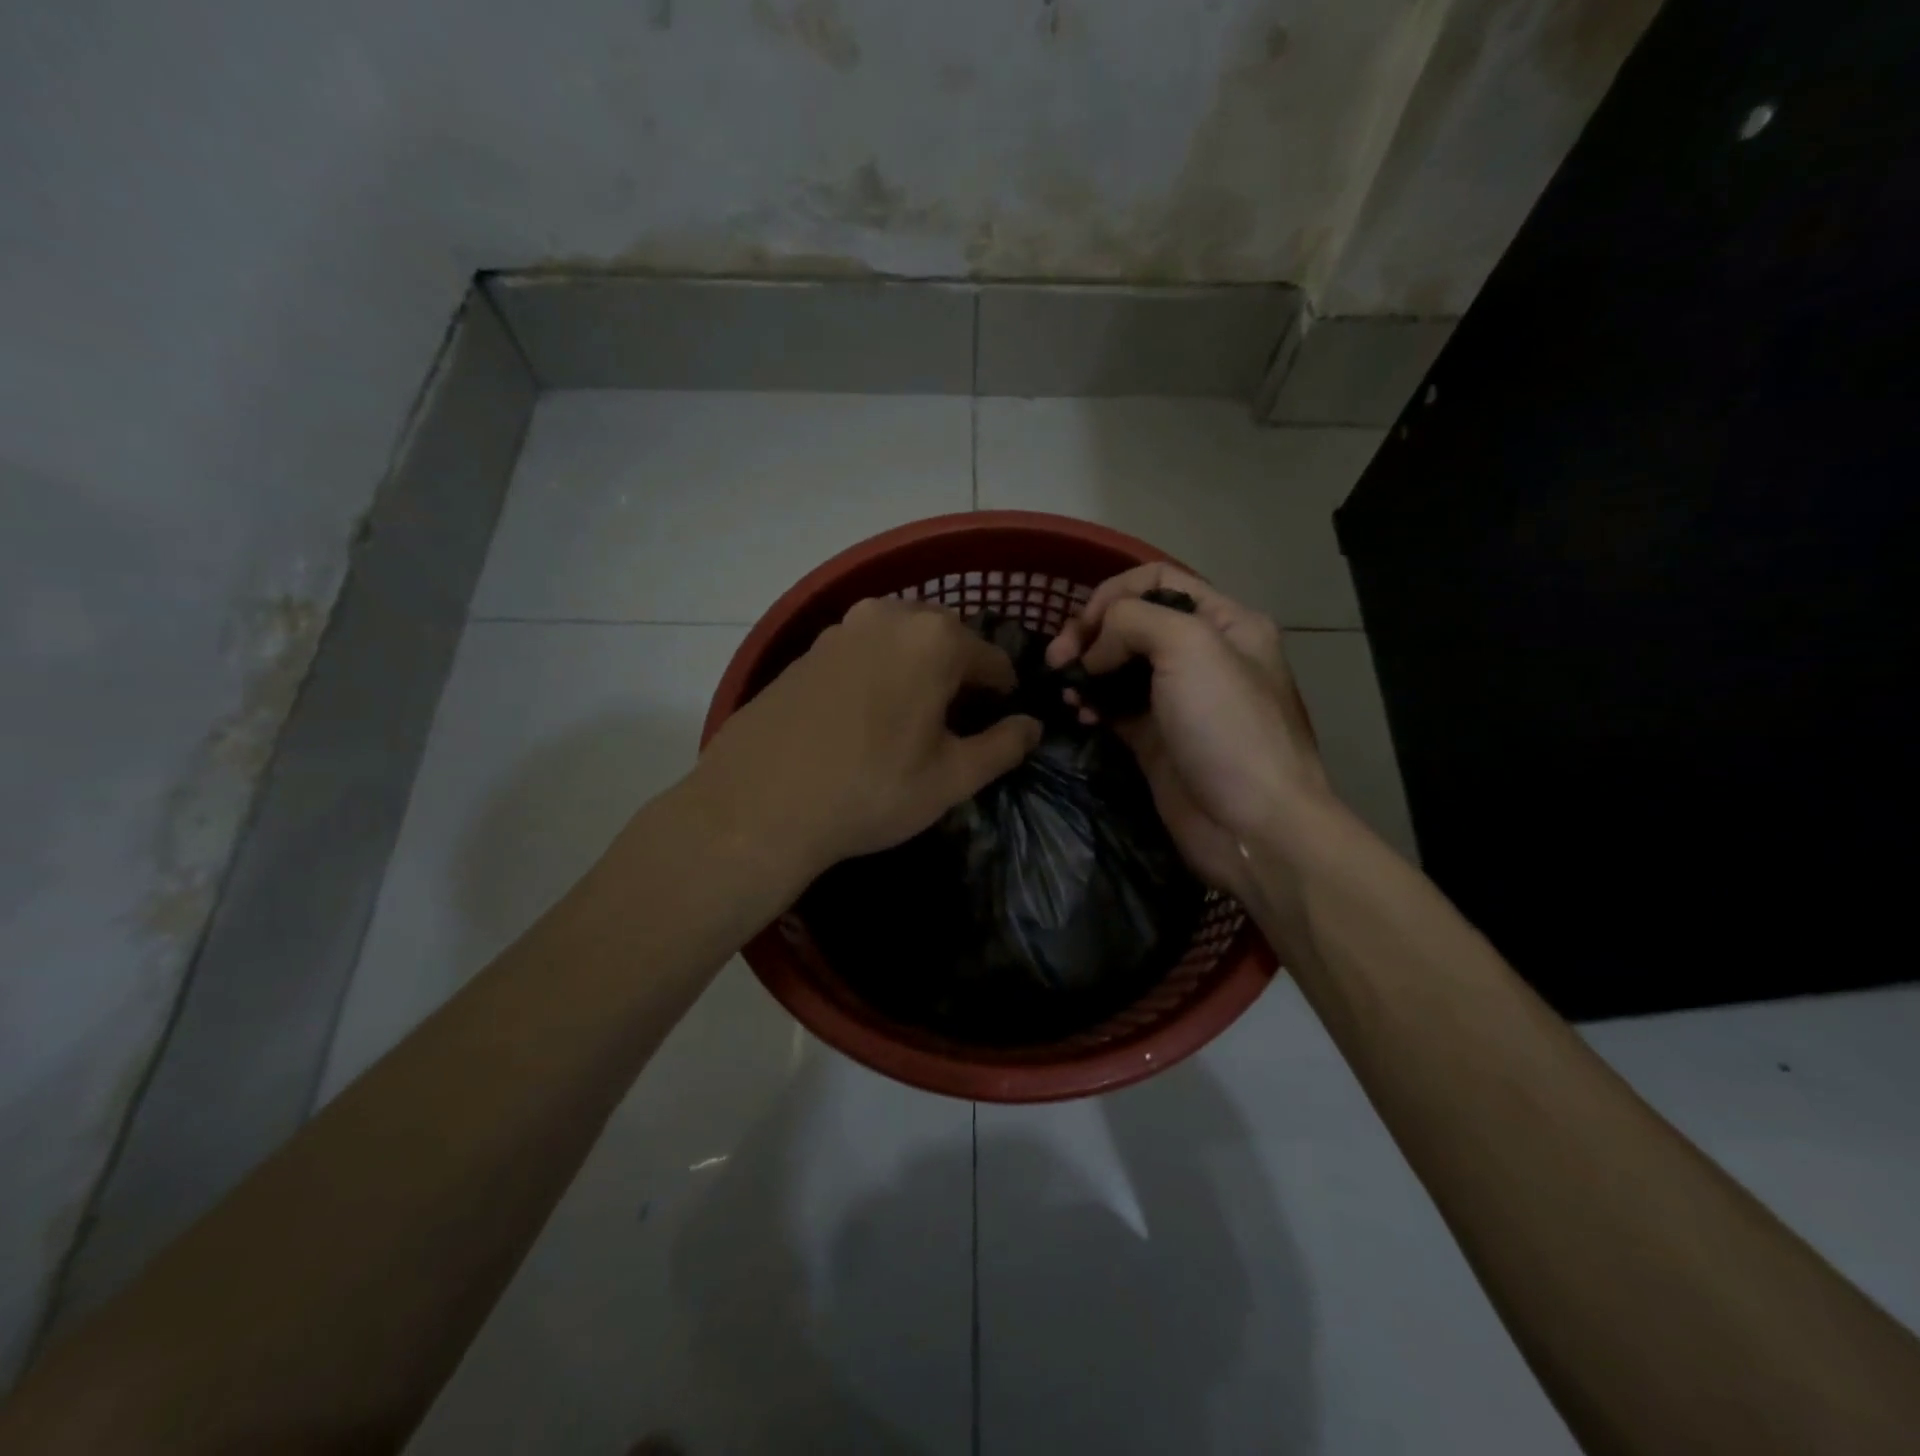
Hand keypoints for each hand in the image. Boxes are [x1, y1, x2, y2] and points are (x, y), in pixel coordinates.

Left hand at [695, 597, 1041, 876]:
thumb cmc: (870, 790)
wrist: (759, 804)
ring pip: (900, 641)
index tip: (999, 723)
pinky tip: (863, 718)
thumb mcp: (951, 778)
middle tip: (954, 724)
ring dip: (916, 670)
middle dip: (959, 674)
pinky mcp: (806, 650)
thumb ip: (1002, 747)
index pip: (993, 659)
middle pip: (946, 639)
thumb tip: (1032, 727)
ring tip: (909, 720)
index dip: (1003, 693)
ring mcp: (841, 629)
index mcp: (935, 639)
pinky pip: (862, 652)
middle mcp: (889, 616)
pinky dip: (877, 673)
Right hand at [1046, 565, 1331, 896]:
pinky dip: (1091, 703)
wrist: (1253, 825)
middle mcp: (1202, 654)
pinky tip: (1078, 712)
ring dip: (1086, 668)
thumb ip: (1133, 622)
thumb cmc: (1228, 727)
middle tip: (1058, 657)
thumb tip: (1095, 650)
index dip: (1115, 593)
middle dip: (1091, 632)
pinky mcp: (1156, 739)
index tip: (1085, 626)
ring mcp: (1178, 699)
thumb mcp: (1190, 647)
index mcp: (1225, 622)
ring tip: (1062, 685)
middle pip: (1133, 622)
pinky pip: (1114, 707)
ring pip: (1119, 665)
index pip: (1158, 581)